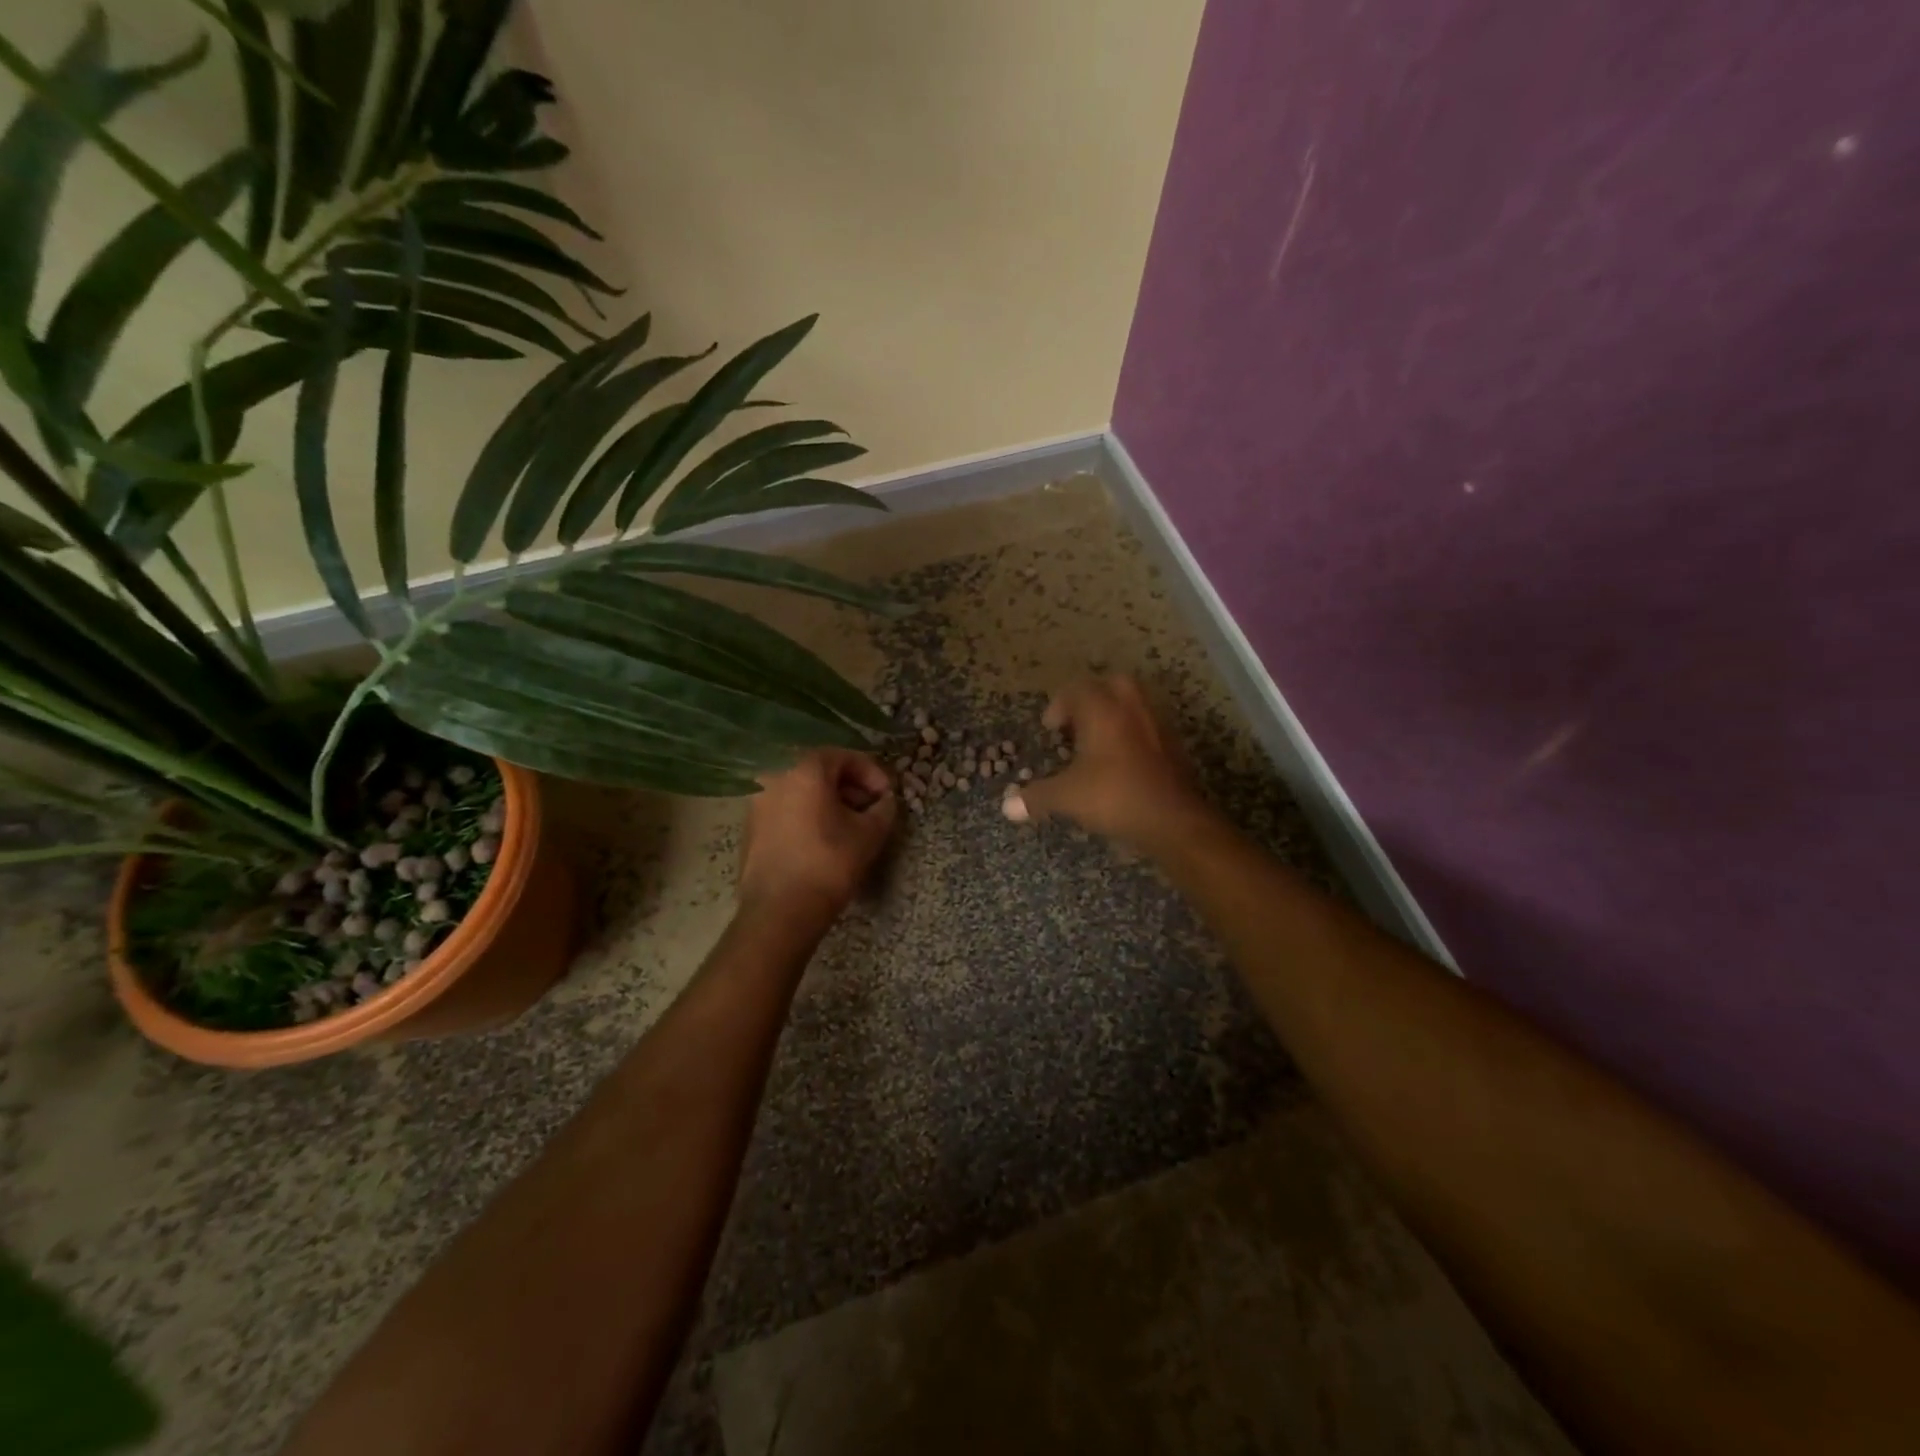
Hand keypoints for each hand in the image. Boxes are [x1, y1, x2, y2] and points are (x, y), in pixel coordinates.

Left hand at [739, 749, 896, 920]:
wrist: (779, 912)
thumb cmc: (829, 864)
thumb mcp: (870, 834)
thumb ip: (884, 808)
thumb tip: (884, 801)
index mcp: (804, 768)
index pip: (845, 757)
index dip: (873, 773)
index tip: (888, 796)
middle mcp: (775, 775)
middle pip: (821, 770)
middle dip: (851, 787)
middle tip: (871, 809)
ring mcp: (758, 800)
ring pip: (802, 788)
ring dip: (830, 801)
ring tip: (850, 825)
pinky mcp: (750, 825)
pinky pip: (787, 806)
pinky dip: (808, 813)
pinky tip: (824, 837)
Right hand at [1003, 674, 1210, 847]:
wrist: (1173, 819)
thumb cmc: (1114, 797)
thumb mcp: (1067, 797)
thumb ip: (1036, 797)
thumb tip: (1007, 807)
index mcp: (1102, 710)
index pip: (1077, 689)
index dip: (1059, 706)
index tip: (1050, 728)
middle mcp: (1131, 708)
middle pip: (1110, 684)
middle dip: (1091, 698)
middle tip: (1075, 724)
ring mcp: (1156, 724)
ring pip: (1133, 702)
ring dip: (1113, 714)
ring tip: (1096, 742)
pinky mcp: (1173, 745)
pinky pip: (1147, 726)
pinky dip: (1132, 734)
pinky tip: (1121, 761)